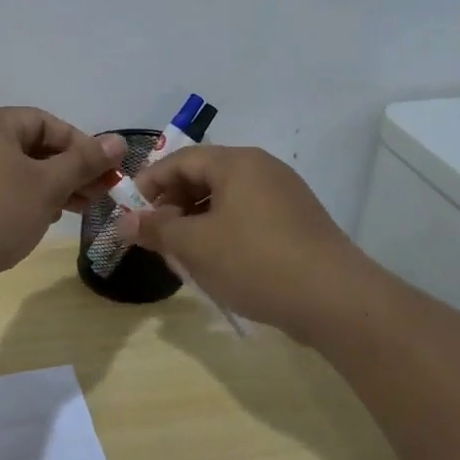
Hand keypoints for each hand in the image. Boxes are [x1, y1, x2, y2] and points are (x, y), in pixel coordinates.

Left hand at [0, 108, 126, 305]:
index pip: (46, 122)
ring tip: (81, 209)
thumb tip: (119, 141)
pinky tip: (47, 220)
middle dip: (70, 170)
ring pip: (18, 172)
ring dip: (53, 188)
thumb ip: (84, 161)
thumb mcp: (48, 184)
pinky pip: (1, 193)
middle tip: (101, 193)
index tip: (106, 171)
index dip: (81, 145)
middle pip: (33, 147)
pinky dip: (27, 202)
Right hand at [114, 145, 365, 337]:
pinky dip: (224, 232)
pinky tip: (218, 264)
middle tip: (156, 237)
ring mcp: (285, 196)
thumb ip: (156, 229)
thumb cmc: (254, 261)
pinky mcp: (298, 223)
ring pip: (226, 200)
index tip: (129, 212)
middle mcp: (263, 169)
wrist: (335, 299)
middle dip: (173, 205)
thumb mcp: (194, 246)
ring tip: (183, 254)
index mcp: (237, 163)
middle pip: (204, 177)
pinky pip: (248, 217)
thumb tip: (124, 222)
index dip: (149, 183)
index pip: (180, 160)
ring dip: (197, 222)